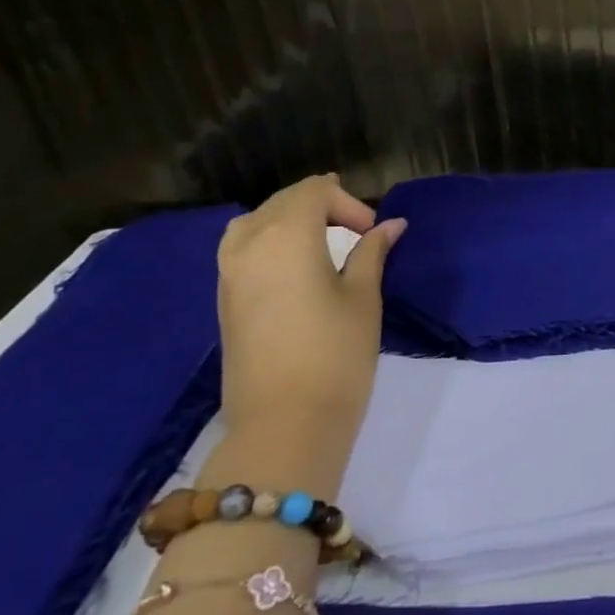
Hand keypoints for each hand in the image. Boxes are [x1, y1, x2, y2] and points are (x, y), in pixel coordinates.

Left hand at [216, 174, 406, 439]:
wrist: (284, 422)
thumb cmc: (336, 354)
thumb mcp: (363, 297)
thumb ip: (372, 253)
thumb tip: (390, 226)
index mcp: (286, 236)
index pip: (314, 191)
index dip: (348, 202)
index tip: (373, 233)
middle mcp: (248, 243)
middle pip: (283, 201)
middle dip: (322, 205)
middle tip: (357, 232)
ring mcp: (228, 272)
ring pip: (256, 221)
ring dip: (291, 221)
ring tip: (324, 242)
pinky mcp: (223, 298)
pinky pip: (243, 247)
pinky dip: (270, 241)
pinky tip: (296, 265)